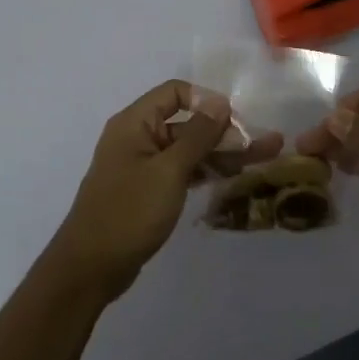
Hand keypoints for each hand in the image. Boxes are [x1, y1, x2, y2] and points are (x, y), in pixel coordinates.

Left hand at [41, 80, 280, 303]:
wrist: (91, 266)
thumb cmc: (129, 212)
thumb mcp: (169, 171)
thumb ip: (197, 135)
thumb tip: (219, 102)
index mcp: (135, 123)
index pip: (175, 92)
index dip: (207, 100)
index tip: (236, 120)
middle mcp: (138, 137)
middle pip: (187, 123)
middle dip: (226, 132)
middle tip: (267, 143)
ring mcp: (143, 165)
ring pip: (189, 149)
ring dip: (222, 152)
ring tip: (261, 159)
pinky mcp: (149, 190)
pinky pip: (182, 170)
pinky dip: (205, 170)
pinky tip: (233, 175)